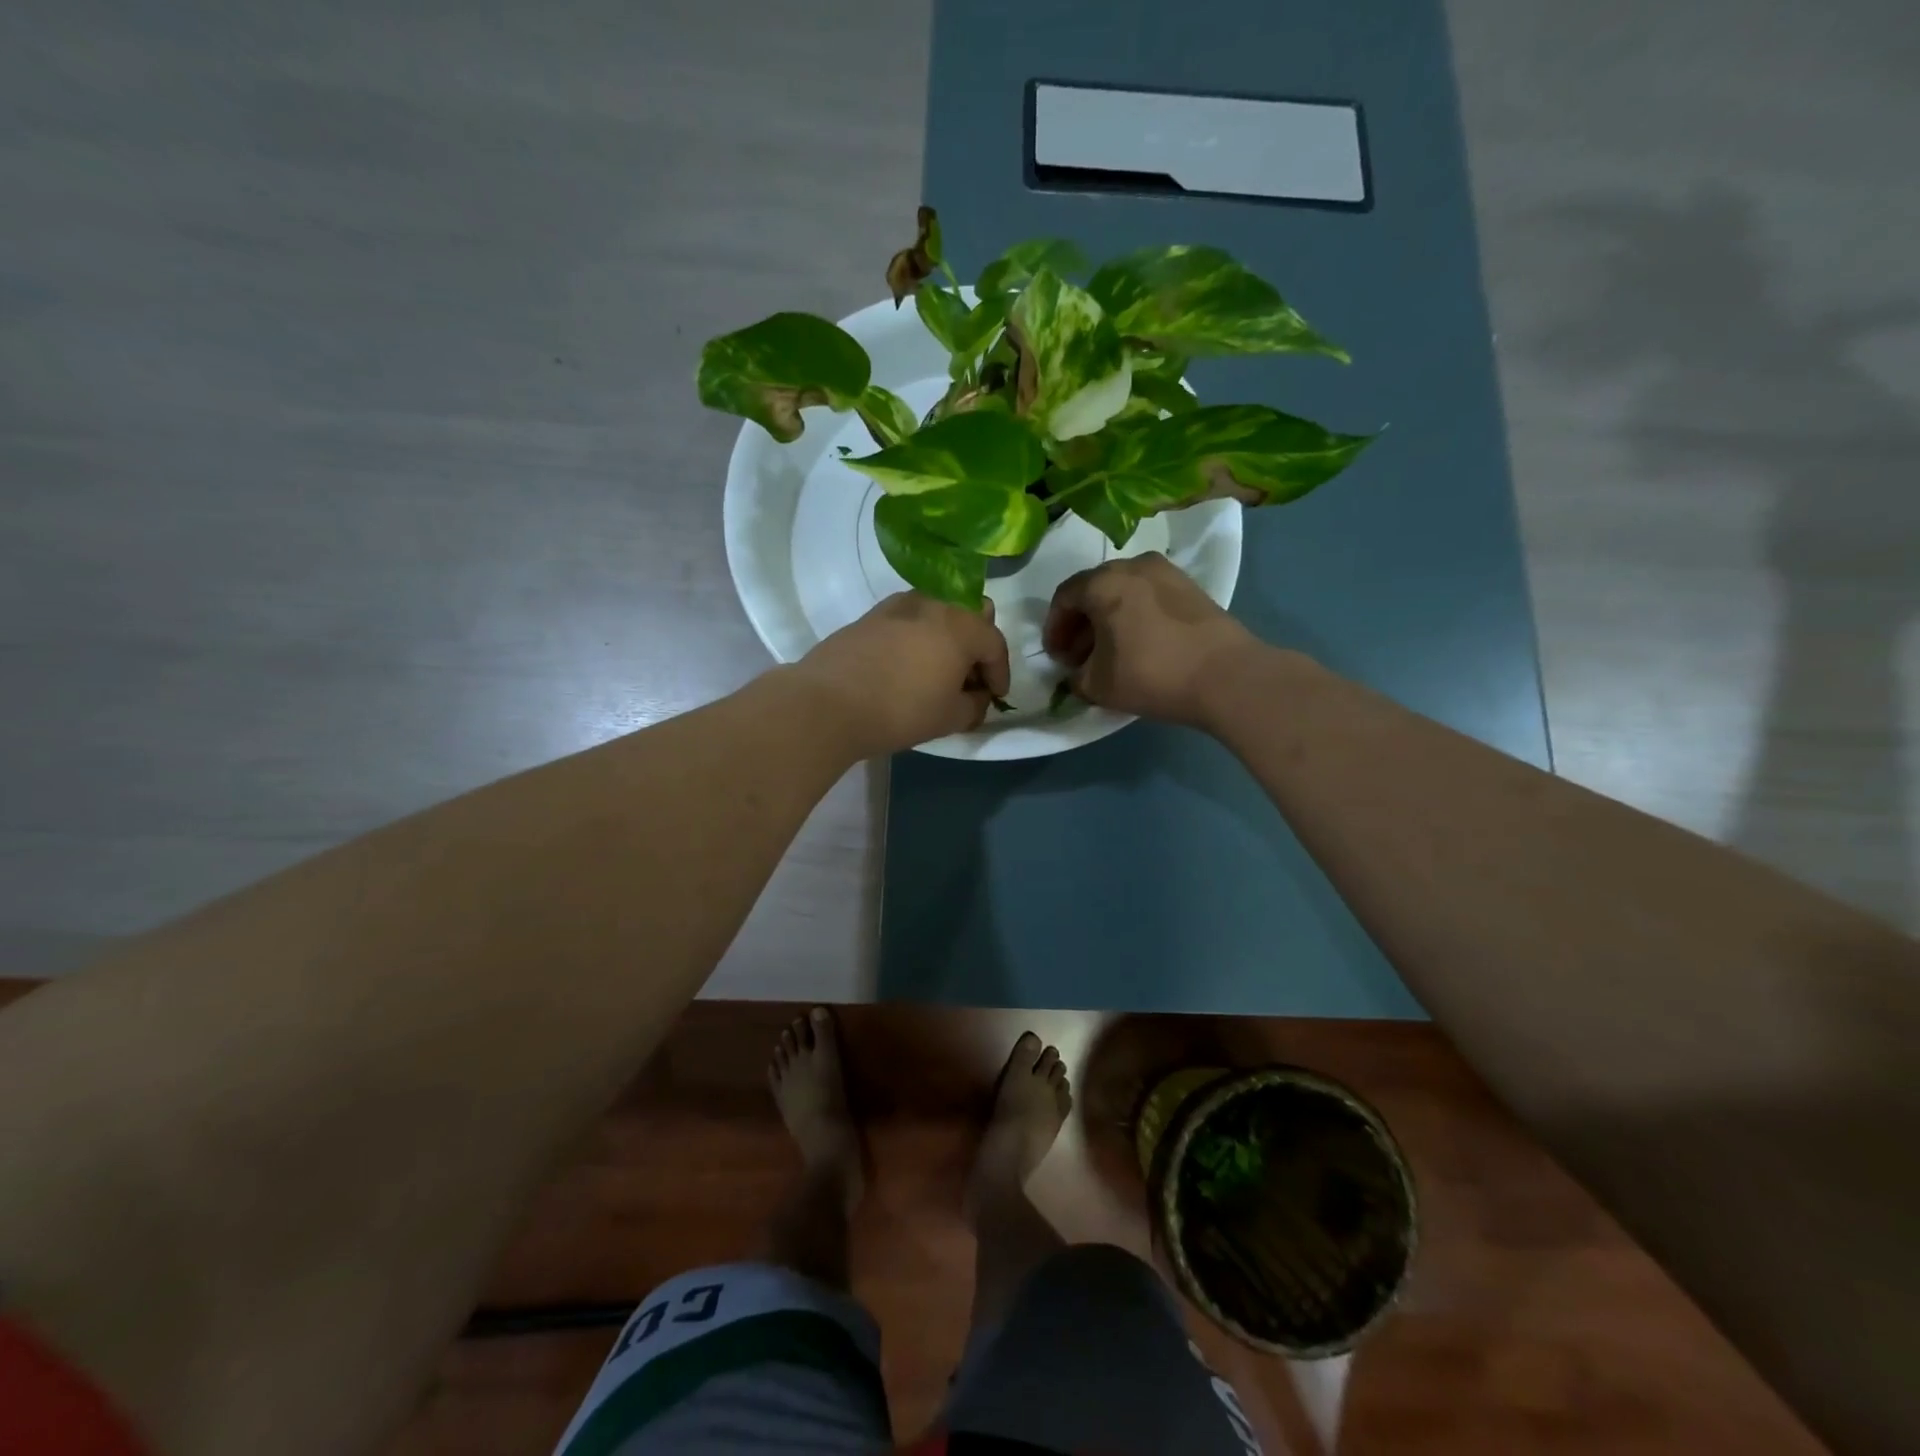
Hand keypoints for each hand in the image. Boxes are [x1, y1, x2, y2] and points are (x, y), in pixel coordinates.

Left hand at [792, 593, 1011, 756]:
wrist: (829, 703)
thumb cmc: (901, 710)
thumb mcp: (950, 718)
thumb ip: (975, 705)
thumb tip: (978, 697)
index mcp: (962, 626)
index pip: (995, 644)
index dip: (1000, 673)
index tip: (995, 697)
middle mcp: (935, 604)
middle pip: (972, 611)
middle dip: (978, 642)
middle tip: (969, 676)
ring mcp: (900, 604)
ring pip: (939, 610)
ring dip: (948, 635)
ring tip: (937, 670)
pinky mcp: (872, 614)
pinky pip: (909, 618)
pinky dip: (918, 635)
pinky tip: (907, 665)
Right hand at [1043, 554, 1259, 725]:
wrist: (1226, 676)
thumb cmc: (1151, 674)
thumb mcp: (1098, 685)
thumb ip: (1076, 677)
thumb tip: (1078, 673)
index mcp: (1104, 582)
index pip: (1064, 597)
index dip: (1054, 628)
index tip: (1056, 657)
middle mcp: (1133, 565)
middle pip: (1094, 590)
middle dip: (1081, 623)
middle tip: (1078, 656)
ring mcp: (1166, 573)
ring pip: (1123, 592)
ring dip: (1108, 619)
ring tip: (1109, 653)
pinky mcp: (1191, 587)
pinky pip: (1148, 596)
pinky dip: (1134, 616)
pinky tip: (1138, 645)